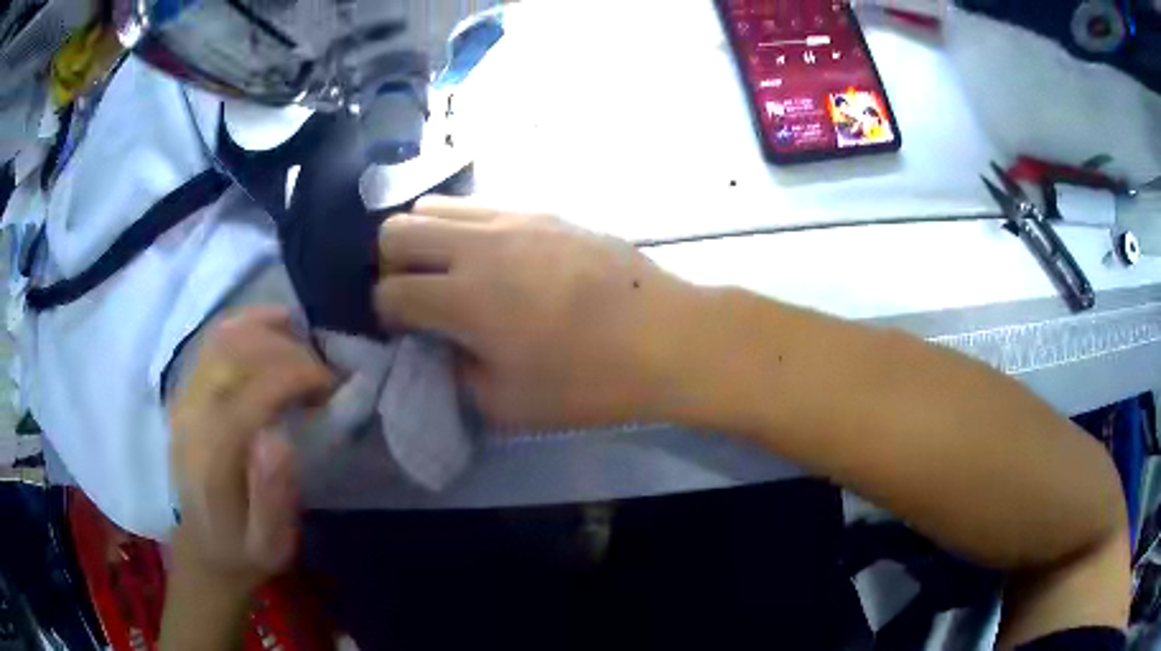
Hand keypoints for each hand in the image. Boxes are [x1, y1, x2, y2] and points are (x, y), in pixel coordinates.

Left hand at [168, 307, 333, 590]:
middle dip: (288, 350)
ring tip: (304, 343)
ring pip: (223, 338)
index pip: (252, 391)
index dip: (297, 375)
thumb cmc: (244, 549)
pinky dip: (245, 322)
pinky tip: (273, 323)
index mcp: (212, 457)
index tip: (332, 385)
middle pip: (237, 355)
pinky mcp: (184, 390)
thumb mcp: (270, 544)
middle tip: (324, 372)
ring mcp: (183, 398)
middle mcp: (191, 417)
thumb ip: (273, 498)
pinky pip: (213, 340)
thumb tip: (280, 437)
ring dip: (268, 331)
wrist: (203, 547)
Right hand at [375, 196, 697, 428]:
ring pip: (432, 205)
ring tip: (451, 270)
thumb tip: (441, 346)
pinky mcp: (542, 209)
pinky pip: (479, 204)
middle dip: (390, 265)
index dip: (387, 316)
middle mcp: (478, 246)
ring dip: (425, 238)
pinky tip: (492, 257)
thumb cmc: (589, 380)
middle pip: (394, 230)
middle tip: (418, 295)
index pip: (390, 292)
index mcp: (465, 299)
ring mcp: (512, 218)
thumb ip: (457, 375)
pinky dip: (464, 227)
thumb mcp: (508, 405)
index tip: (406, 333)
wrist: (665, 335)